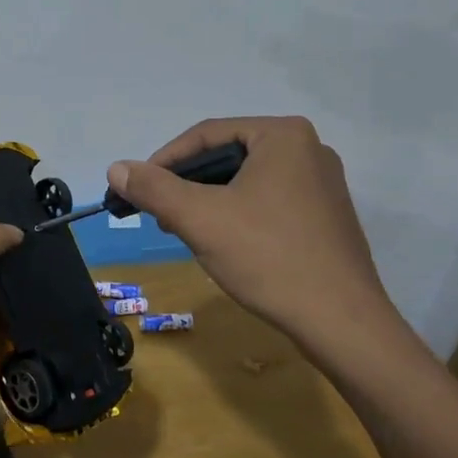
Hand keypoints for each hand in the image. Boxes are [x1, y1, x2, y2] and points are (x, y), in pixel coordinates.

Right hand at [107, 116, 400, 352]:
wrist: (342, 323)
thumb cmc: (269, 257)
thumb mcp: (200, 219)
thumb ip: (154, 189)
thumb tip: (116, 167)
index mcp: (283, 135)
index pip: (207, 134)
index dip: (164, 160)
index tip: (137, 189)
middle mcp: (309, 149)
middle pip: (228, 156)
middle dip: (187, 185)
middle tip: (159, 214)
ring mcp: (323, 184)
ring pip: (247, 181)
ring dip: (210, 202)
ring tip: (184, 231)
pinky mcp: (326, 216)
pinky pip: (269, 202)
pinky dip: (239, 215)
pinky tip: (224, 244)